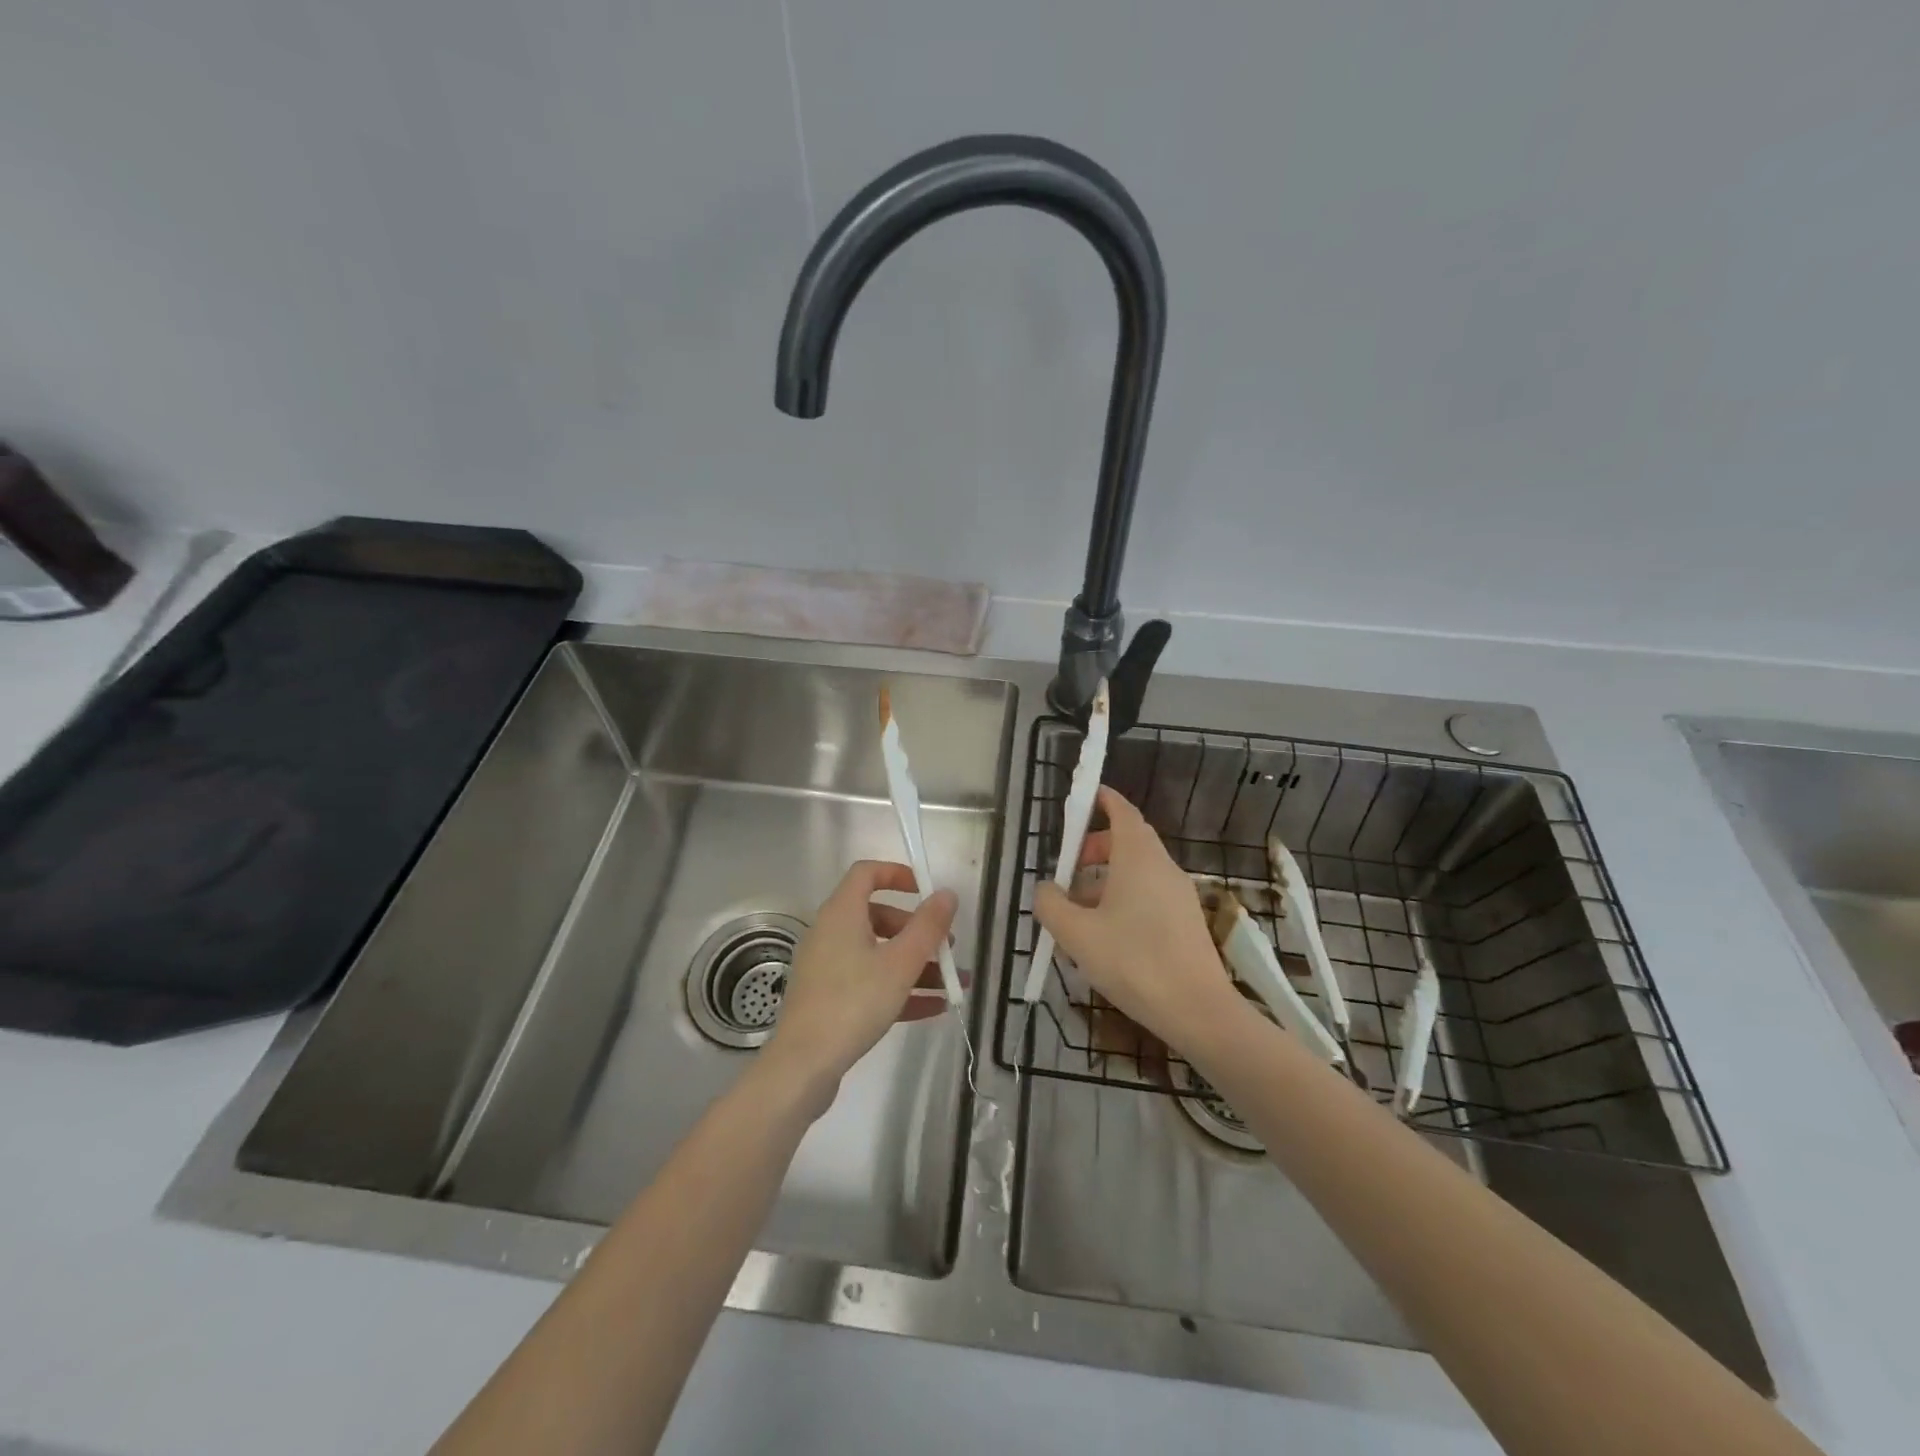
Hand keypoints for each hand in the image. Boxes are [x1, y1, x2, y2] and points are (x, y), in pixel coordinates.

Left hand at [764, 861, 958, 1105]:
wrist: (803, 1065)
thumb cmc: (853, 1002)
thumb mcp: (901, 963)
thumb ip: (928, 926)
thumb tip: (946, 893)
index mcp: (842, 913)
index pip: (866, 873)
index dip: (897, 874)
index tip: (926, 890)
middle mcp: (830, 933)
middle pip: (877, 916)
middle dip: (917, 930)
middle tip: (947, 947)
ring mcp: (827, 967)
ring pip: (877, 953)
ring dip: (916, 964)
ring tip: (953, 983)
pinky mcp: (829, 998)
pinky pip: (869, 982)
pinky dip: (899, 988)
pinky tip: (934, 1008)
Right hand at [1033, 787, 1239, 1052]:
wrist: (1197, 1010)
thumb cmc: (1133, 962)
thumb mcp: (1076, 934)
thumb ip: (1051, 904)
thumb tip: (1046, 889)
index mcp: (1138, 857)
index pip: (1122, 811)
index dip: (1102, 799)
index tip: (1083, 798)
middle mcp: (1162, 867)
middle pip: (1127, 841)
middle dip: (1093, 848)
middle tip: (1066, 870)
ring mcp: (1178, 894)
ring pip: (1136, 872)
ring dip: (1104, 880)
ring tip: (1077, 913)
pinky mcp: (1185, 920)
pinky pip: (1148, 894)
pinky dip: (1122, 899)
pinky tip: (1104, 937)